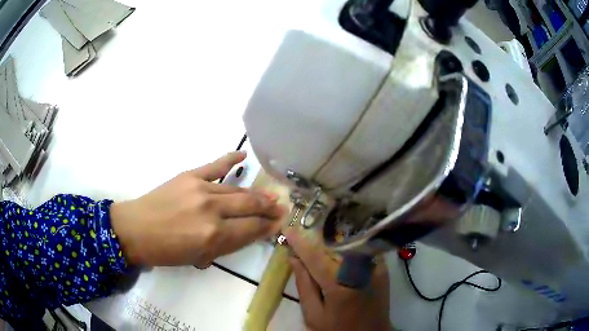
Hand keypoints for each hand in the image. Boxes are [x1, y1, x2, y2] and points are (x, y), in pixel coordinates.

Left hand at [110, 152, 285, 266]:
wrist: (135, 230)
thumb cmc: (166, 252)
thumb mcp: (198, 257)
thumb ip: (225, 245)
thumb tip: (247, 233)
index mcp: (213, 235)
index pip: (250, 229)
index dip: (267, 227)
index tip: (280, 223)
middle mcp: (211, 210)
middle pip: (248, 207)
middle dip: (268, 209)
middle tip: (281, 209)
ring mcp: (200, 189)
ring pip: (236, 191)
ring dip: (255, 195)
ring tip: (270, 196)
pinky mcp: (189, 176)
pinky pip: (215, 166)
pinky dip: (230, 160)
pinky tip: (243, 156)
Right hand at [285, 228, 390, 330]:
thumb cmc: (338, 329)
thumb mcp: (313, 315)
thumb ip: (304, 285)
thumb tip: (294, 259)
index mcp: (338, 284)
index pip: (315, 256)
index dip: (299, 241)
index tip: (287, 228)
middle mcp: (359, 269)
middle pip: (332, 246)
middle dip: (314, 240)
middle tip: (300, 238)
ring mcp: (374, 266)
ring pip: (347, 244)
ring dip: (330, 243)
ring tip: (316, 245)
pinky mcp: (382, 266)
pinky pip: (360, 250)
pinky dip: (346, 248)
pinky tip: (337, 252)